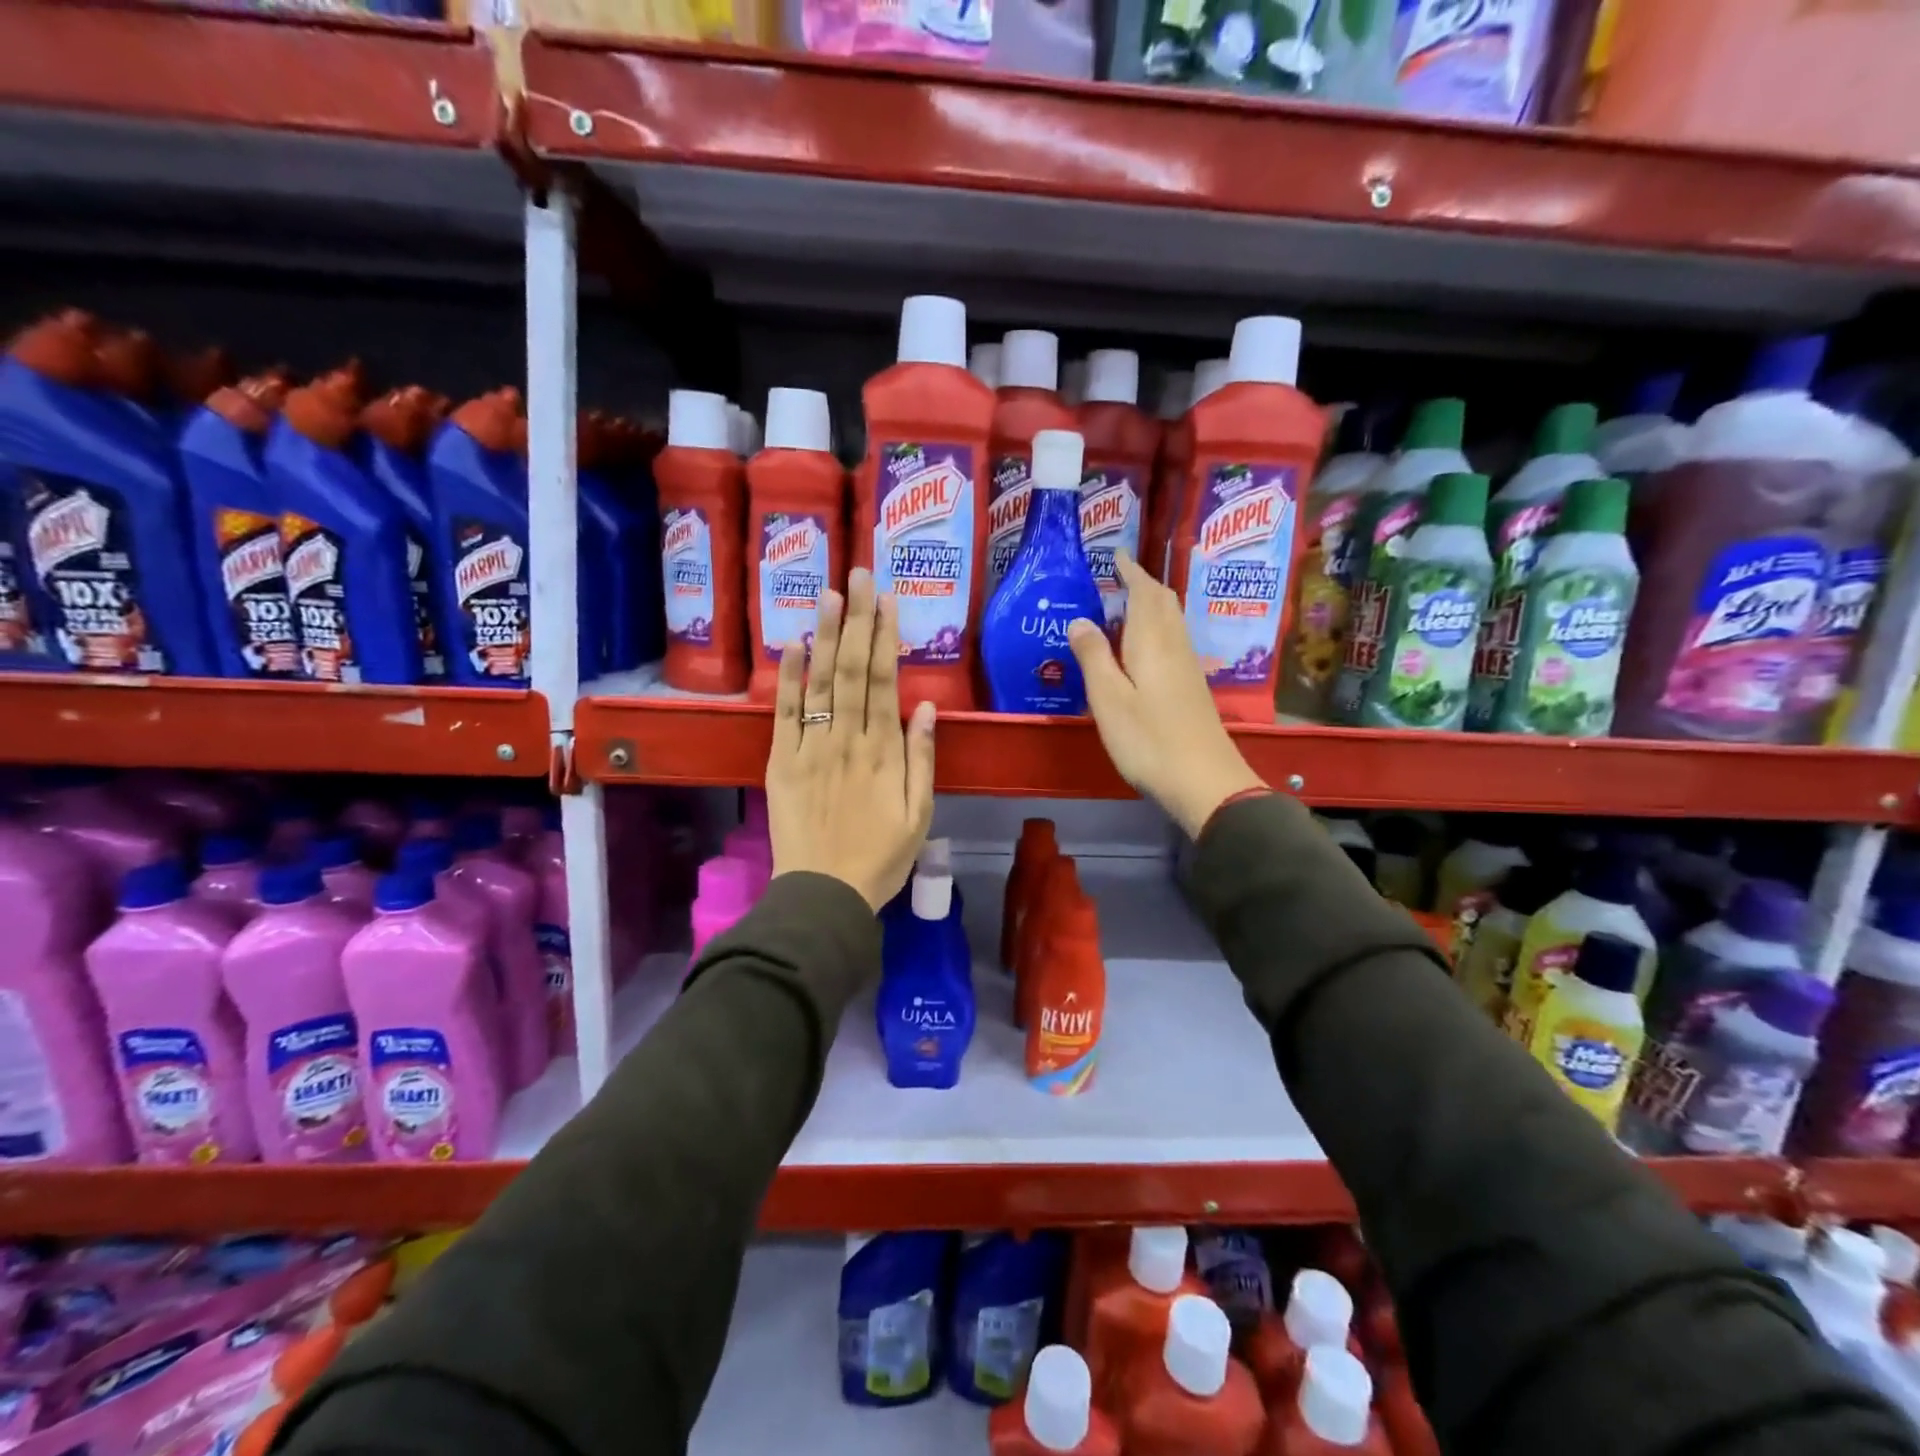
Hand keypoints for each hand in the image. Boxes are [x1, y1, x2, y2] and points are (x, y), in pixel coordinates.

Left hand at [766, 567, 936, 910]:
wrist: (824, 893)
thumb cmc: (881, 857)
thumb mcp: (920, 815)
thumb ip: (923, 759)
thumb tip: (927, 707)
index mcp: (884, 752)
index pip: (884, 682)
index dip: (885, 637)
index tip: (887, 600)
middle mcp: (847, 739)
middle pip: (852, 670)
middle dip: (857, 619)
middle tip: (858, 574)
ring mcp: (811, 748)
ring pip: (820, 682)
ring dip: (826, 635)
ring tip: (830, 593)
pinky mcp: (782, 761)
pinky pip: (785, 713)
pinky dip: (789, 678)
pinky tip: (793, 644)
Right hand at [1069, 550, 1266, 837]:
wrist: (1203, 780)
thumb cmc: (1148, 740)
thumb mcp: (1108, 699)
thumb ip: (1093, 656)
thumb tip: (1081, 620)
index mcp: (1152, 641)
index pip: (1144, 592)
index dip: (1130, 570)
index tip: (1116, 554)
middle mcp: (1174, 646)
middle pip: (1163, 602)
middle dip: (1143, 583)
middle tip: (1118, 575)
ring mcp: (1187, 667)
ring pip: (1171, 620)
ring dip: (1151, 604)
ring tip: (1124, 605)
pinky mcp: (1190, 687)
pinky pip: (1172, 640)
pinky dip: (1155, 628)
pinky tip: (1141, 647)